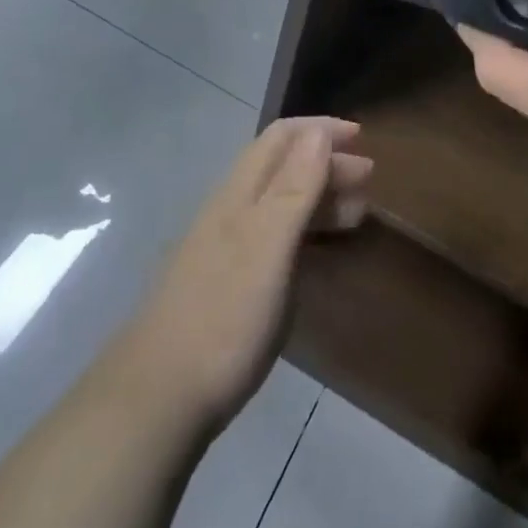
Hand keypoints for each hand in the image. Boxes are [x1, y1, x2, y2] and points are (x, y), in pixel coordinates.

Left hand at [120, 116, 370, 431]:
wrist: (159, 398)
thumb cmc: (224, 315)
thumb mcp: (268, 245)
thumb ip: (294, 187)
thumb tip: (317, 131)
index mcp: (240, 193)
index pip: (281, 137)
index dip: (320, 129)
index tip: (361, 138)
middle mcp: (232, 211)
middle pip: (283, 168)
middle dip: (327, 163)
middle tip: (369, 180)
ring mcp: (227, 250)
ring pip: (280, 205)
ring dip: (319, 198)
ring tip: (356, 214)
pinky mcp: (229, 286)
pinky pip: (276, 241)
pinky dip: (305, 234)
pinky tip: (318, 255)